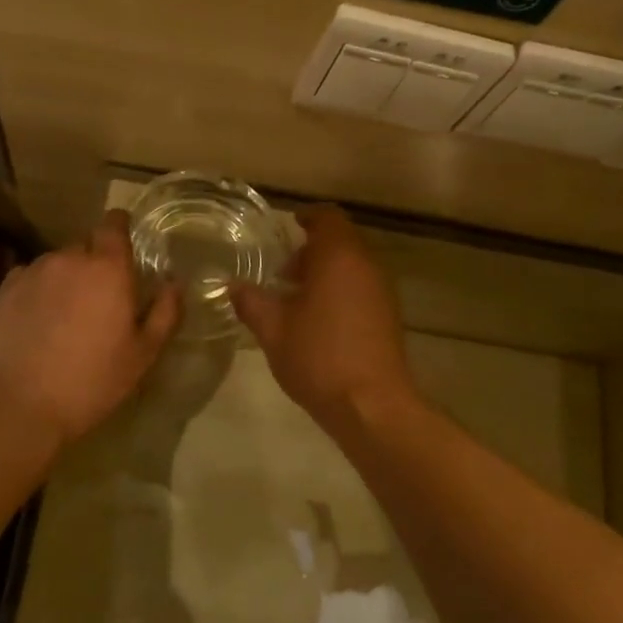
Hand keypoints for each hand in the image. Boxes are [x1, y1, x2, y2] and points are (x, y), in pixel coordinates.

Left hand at [0, 210, 180, 447]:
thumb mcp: (143, 355)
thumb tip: (174, 283)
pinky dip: (39, 291)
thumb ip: (165, 313)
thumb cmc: (91, 381)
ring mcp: (32, 272)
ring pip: (57, 263)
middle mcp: (68, 258)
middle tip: (101, 298)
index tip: (125, 245)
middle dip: (95, 263)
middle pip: (86, 246)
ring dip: (66, 279)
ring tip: (67, 316)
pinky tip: (38, 323)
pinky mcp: (3, 291)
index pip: (114, 224)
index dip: (120, 228)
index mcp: (108, 268)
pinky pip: (30, 279)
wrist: (17, 405)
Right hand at [231, 205, 417, 424]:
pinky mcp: (389, 317)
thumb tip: (233, 285)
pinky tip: (318, 321)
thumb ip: (251, 301)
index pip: (328, 217)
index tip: (288, 226)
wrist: (372, 406)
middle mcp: (366, 266)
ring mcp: (382, 292)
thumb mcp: (273, 329)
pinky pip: (362, 288)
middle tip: (282, 270)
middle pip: (341, 241)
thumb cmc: (319, 357)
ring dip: (326, 272)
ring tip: (295, 298)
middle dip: (312, 250)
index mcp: (338, 257)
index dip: (308, 216)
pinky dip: (341, 291)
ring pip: (353, 266)